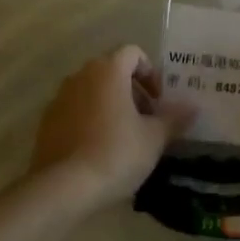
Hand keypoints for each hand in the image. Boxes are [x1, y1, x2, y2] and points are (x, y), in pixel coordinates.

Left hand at [31, 46, 195, 207]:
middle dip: (133, 91)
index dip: (150, 73)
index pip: (133, 53)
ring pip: (92, 91)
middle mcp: (80, 76)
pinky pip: (75, 111)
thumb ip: (174, 118)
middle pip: (112, 71)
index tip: (159, 101)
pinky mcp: (47, 122)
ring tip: (125, 137)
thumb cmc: (116, 153)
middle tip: (147, 121)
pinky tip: (100, 150)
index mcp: (108, 71)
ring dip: (111, 105)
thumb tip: (193, 107)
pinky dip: (91, 120)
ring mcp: (59, 98)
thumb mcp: (154, 138)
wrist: (64, 187)